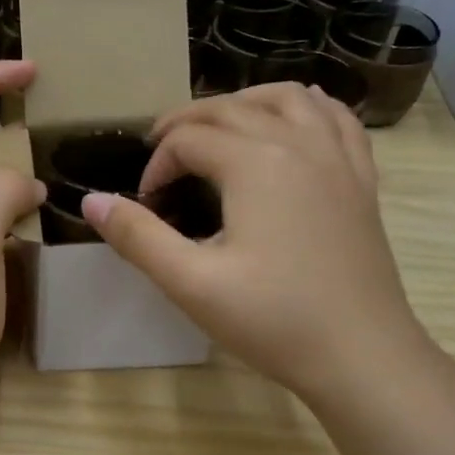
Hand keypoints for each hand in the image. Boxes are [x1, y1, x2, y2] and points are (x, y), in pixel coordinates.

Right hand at [81, 84, 430, 405]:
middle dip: (187, 123)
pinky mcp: (361, 180)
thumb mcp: (192, 283)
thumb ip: (138, 237)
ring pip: (288, 98)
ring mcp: (337, 158)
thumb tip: (91, 201)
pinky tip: (296, 119)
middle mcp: (298, 143)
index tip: (145, 204)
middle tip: (160, 152)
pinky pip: (337, 120)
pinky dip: (309, 108)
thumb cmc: (274, 320)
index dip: (156, 165)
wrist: (363, 356)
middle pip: (231, 107)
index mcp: (255, 163)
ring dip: (245, 101)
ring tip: (219, 125)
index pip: (188, 140)